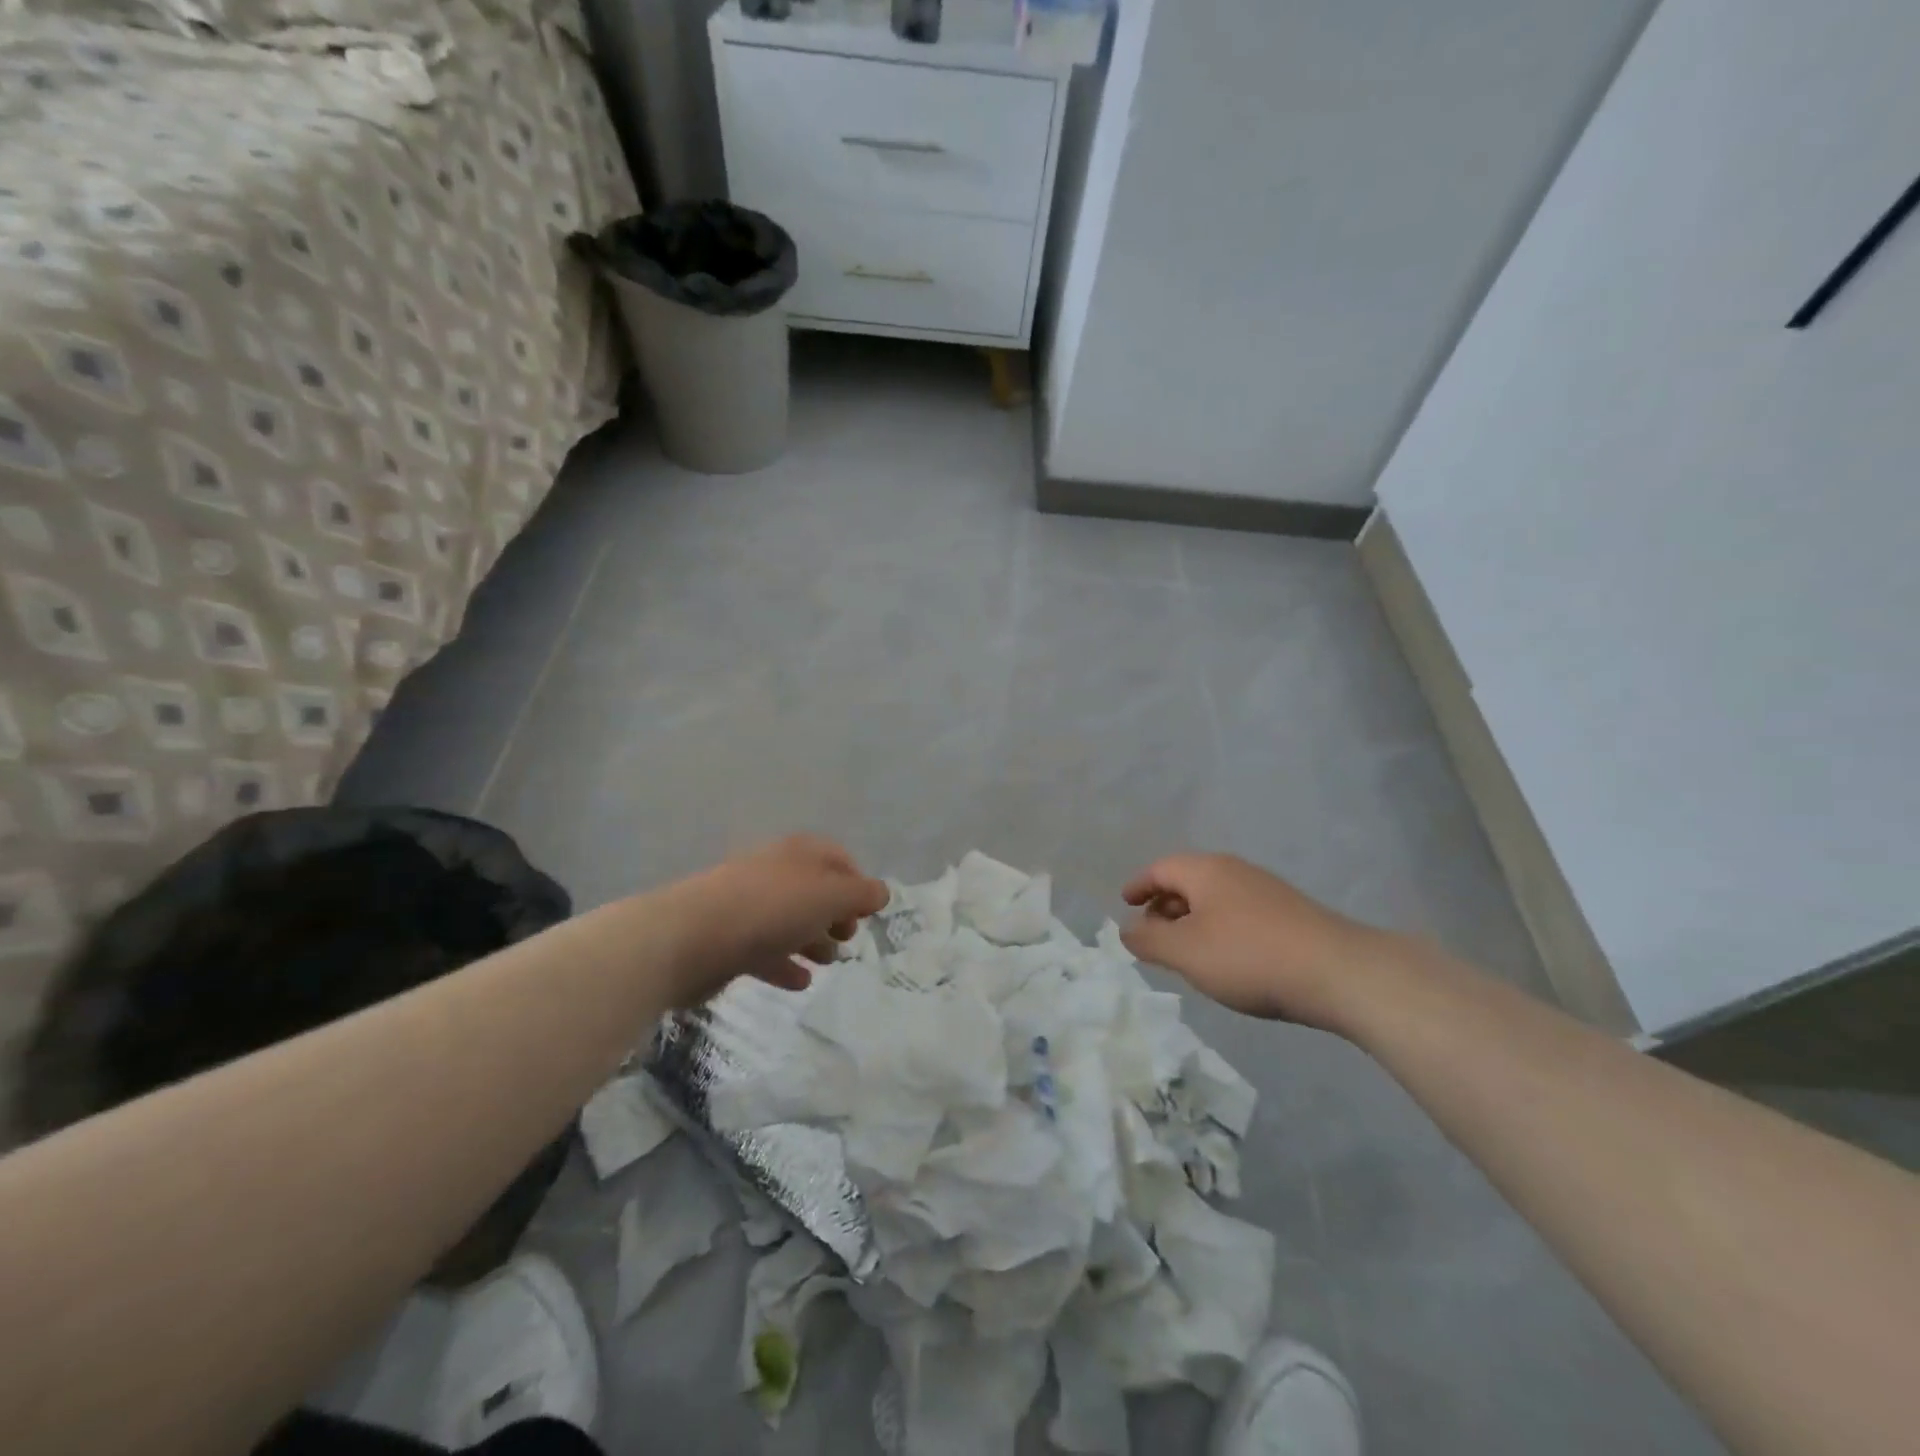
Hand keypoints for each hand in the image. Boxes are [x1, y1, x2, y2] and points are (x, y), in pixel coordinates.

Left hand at [661, 836, 889, 1005]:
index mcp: (799, 853)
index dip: (858, 882)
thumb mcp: (830, 896)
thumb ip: (861, 894)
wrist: (692, 937)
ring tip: (827, 962)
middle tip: (848, 938)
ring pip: (790, 920)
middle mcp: (775, 872)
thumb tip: (881, 892)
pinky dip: (785, 963)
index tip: (869, 913)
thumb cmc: (772, 908)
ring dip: (812, 939)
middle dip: (835, 914)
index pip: (838, 858)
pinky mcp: (729, 939)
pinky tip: (799, 981)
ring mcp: (748, 905)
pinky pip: (765, 950)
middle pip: (814, 890)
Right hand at [1121, 854, 1388, 1028]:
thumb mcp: (1185, 952)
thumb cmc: (1249, 957)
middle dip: (1164, 904)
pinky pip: (1238, 912)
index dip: (1139, 885)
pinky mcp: (1290, 914)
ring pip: (1215, 898)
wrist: (1339, 972)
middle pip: (1188, 880)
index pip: (1160, 868)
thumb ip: (1148, 940)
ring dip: (1192, 919)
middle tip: (1150, 932)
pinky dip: (1218, 928)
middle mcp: (1235, 871)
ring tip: (1184, 950)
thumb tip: (1126, 928)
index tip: (1125, 903)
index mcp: (1206, 871)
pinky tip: (1226, 958)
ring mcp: (1266, 891)